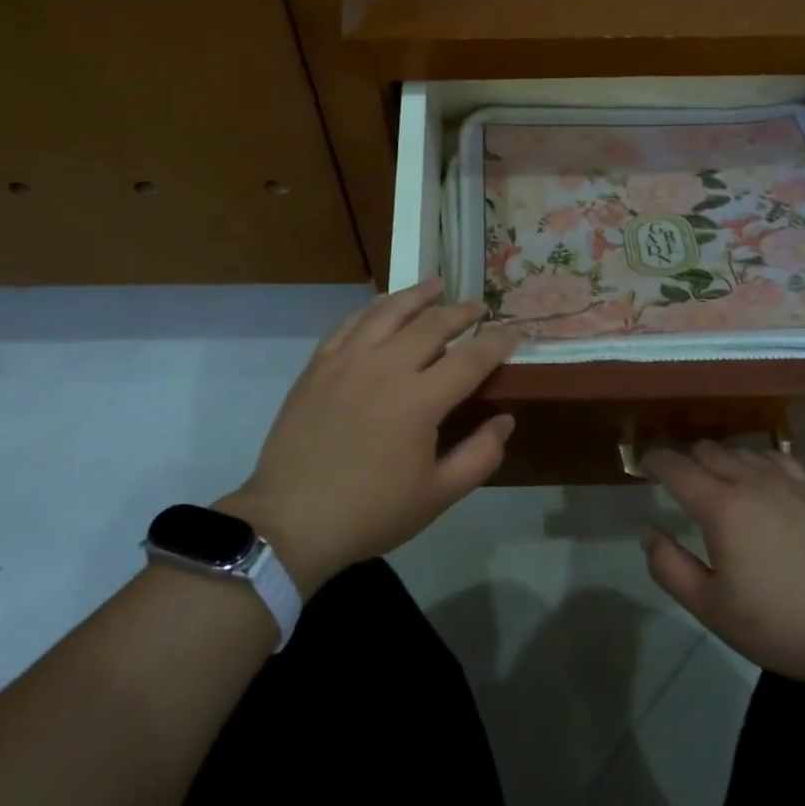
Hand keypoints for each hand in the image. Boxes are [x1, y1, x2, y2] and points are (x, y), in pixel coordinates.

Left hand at [218, 279, 516, 598]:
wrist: (290, 521)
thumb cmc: (370, 512)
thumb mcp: (437, 496)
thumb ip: (480, 456)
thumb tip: (506, 420)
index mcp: (419, 400)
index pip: (471, 357)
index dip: (498, 341)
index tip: (514, 332)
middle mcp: (386, 367)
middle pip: (432, 324)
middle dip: (461, 312)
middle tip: (479, 307)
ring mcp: (348, 361)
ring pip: (389, 311)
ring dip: (417, 295)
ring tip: (437, 285)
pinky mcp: (319, 365)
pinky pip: (351, 323)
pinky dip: (373, 308)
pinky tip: (383, 305)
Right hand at [640, 445, 804, 693]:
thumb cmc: (781, 625)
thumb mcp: (712, 608)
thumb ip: (670, 567)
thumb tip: (648, 532)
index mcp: (720, 507)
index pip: (675, 467)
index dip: (653, 461)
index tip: (641, 467)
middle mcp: (749, 481)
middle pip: (705, 450)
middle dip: (683, 459)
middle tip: (674, 482)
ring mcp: (785, 481)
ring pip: (739, 450)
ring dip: (717, 459)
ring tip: (712, 481)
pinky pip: (773, 457)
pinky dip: (754, 460)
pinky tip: (756, 477)